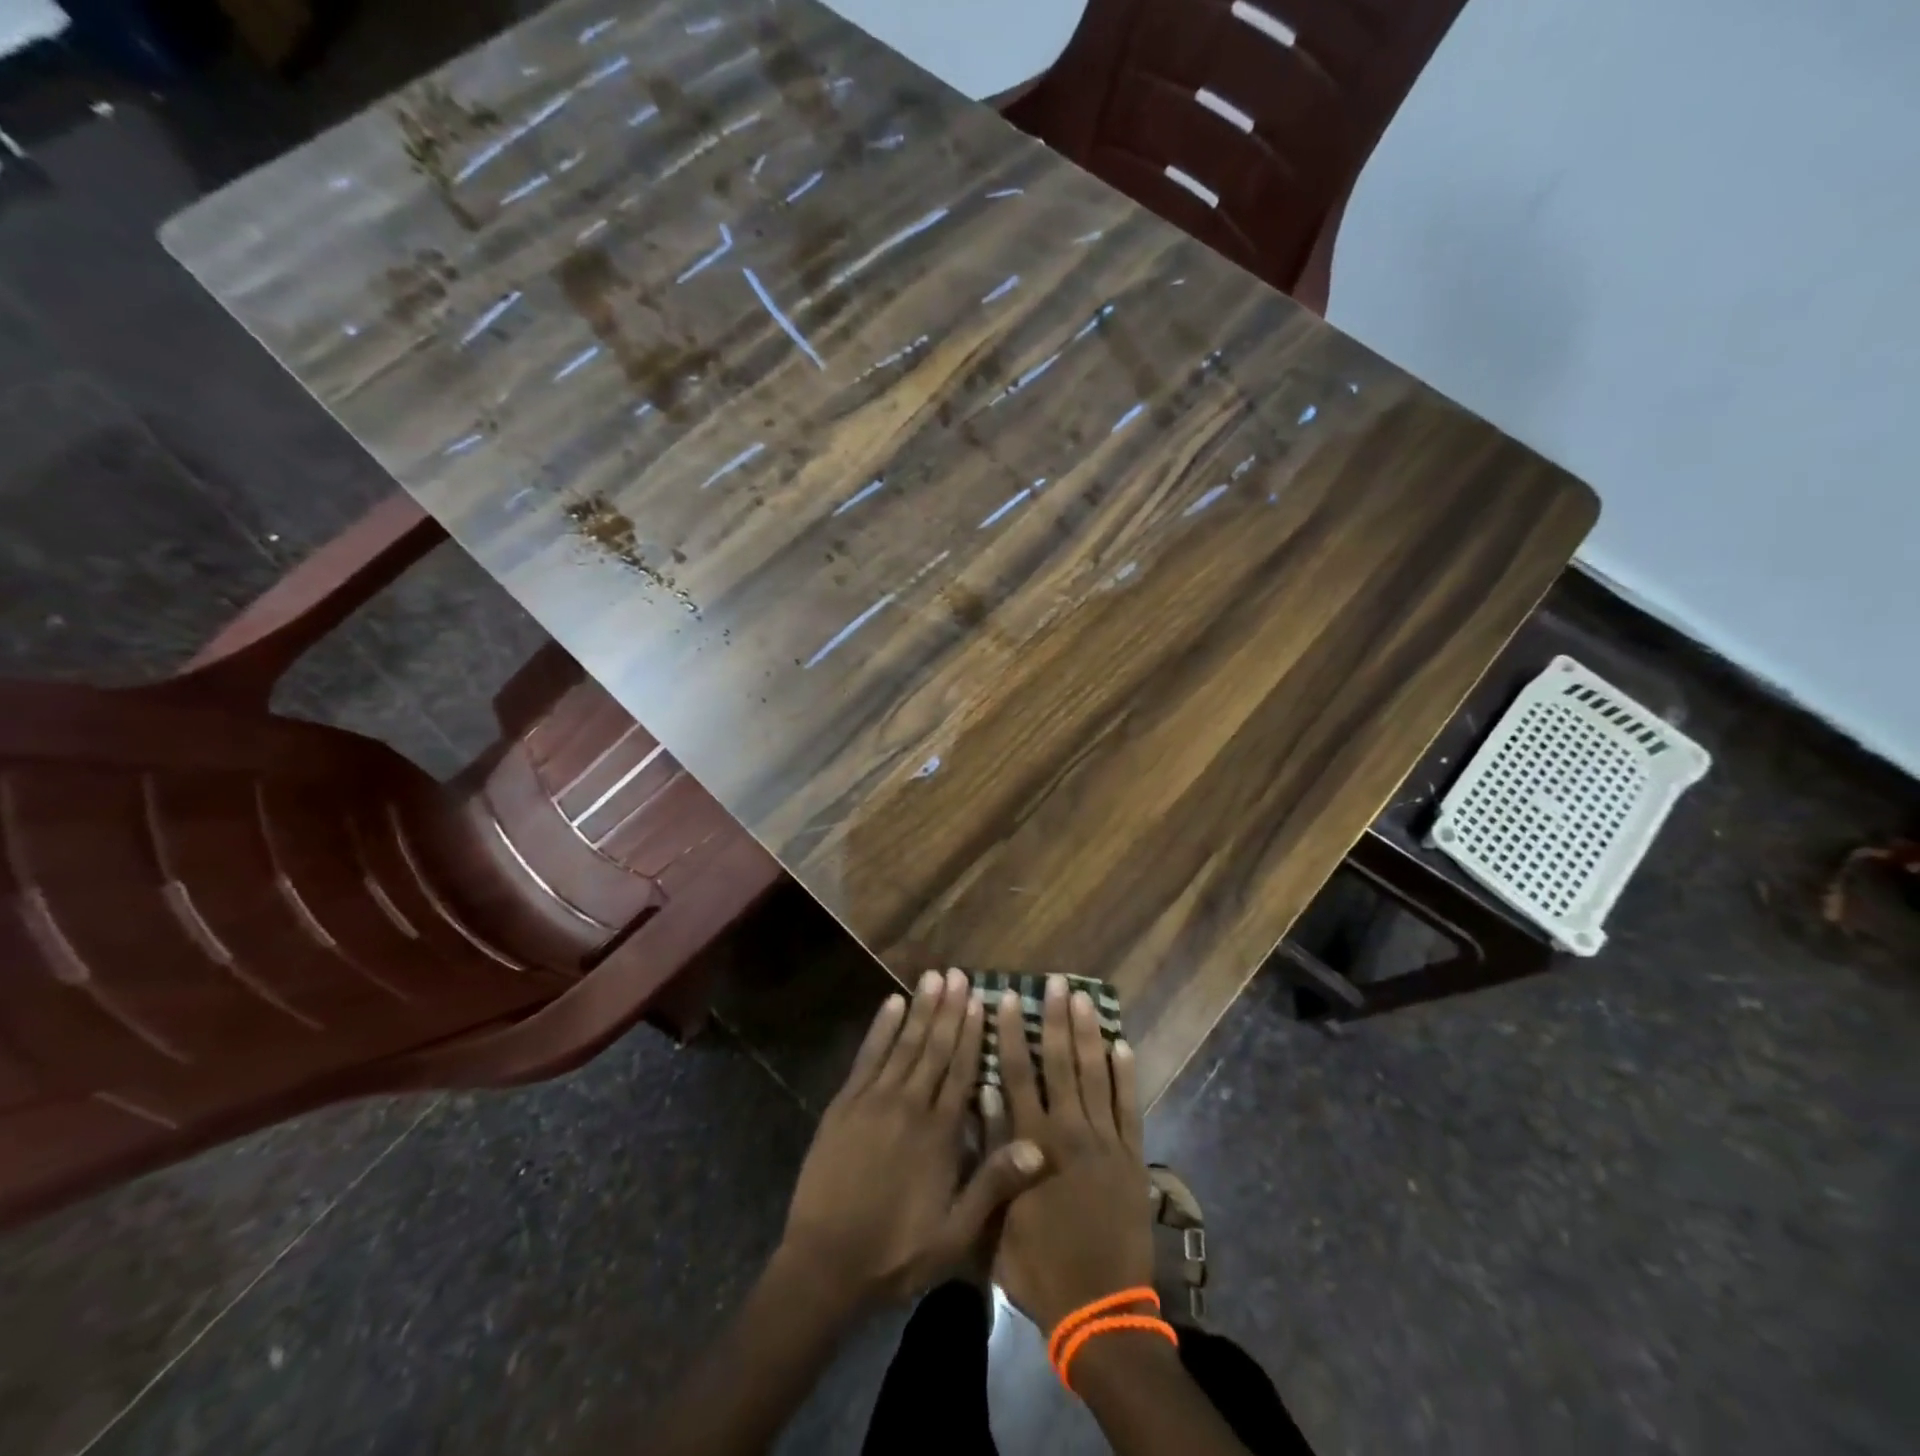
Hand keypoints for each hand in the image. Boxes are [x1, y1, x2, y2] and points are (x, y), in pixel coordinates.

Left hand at [781, 968, 1046, 1308]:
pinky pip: (867, 1057)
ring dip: (921, 1009)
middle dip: (949, 1009)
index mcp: (940, 1134)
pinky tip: (891, 1004)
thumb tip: (1039, 1147)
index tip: (981, 999)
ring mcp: (874, 1100)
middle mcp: (910, 1105)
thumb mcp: (955, 1234)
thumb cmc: (896, 1252)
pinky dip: (881, 1029)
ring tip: (933, 977)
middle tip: (959, 974)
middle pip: (935, 1048)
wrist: (825, 1265)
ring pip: (905, 1044)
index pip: (962, 1070)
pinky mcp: (844, 1104)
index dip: (973, 1033)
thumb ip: (994, 1185)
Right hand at [992, 976, 1153, 1332]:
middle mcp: (1068, 1131)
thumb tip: (982, 1096)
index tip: (1008, 998)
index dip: (1012, 1034)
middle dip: (1056, 1019)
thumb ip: (990, 1154)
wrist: (1099, 1310)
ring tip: (1084, 997)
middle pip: (1060, 1064)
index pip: (1018, 1075)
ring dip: (1088, 1034)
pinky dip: (1125, 1075)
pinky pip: (1129, 1106)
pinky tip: (1122, 1044)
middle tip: (1055, 982)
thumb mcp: (996, 1218)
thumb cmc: (1038, 1267)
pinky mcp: (1131, 1157)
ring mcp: (1104, 1142)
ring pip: (1094, 1075)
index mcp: (1031, 1143)